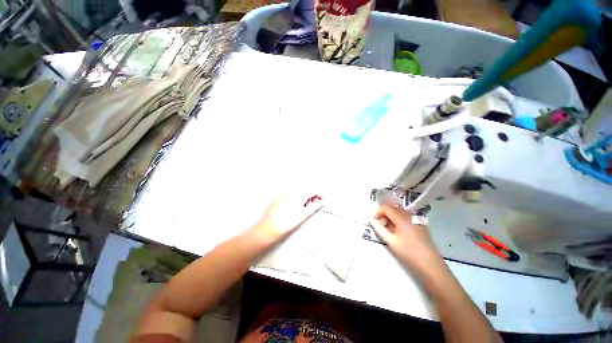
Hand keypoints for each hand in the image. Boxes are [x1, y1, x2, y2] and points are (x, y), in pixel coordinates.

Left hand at [250, 194, 323, 243]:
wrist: (268, 229)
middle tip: (314, 204)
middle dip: (311, 196)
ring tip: (303, 207)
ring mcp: (283, 194)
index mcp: (298, 196)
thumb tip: (321, 202)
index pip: (312, 190)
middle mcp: (290, 192)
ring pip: (297, 193)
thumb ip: (314, 207)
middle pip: (305, 191)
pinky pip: (290, 195)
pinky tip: (294, 207)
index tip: (322, 198)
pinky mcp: (278, 198)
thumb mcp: (303, 216)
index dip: (319, 194)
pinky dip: (295, 199)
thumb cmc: (286, 224)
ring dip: (303, 197)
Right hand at [369, 204, 441, 269]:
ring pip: (399, 212)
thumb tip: (371, 220)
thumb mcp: (390, 241)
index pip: (386, 207)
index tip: (374, 221)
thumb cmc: (409, 253)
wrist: (431, 265)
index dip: (377, 211)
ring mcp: (416, 219)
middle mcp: (409, 215)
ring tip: (389, 230)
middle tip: (381, 226)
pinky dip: (399, 220)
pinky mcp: (420, 224)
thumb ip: (379, 228)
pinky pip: (406, 217)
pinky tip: (399, 231)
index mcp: (402, 217)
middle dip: (384, 214)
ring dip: (391, 217)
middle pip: (393, 208)